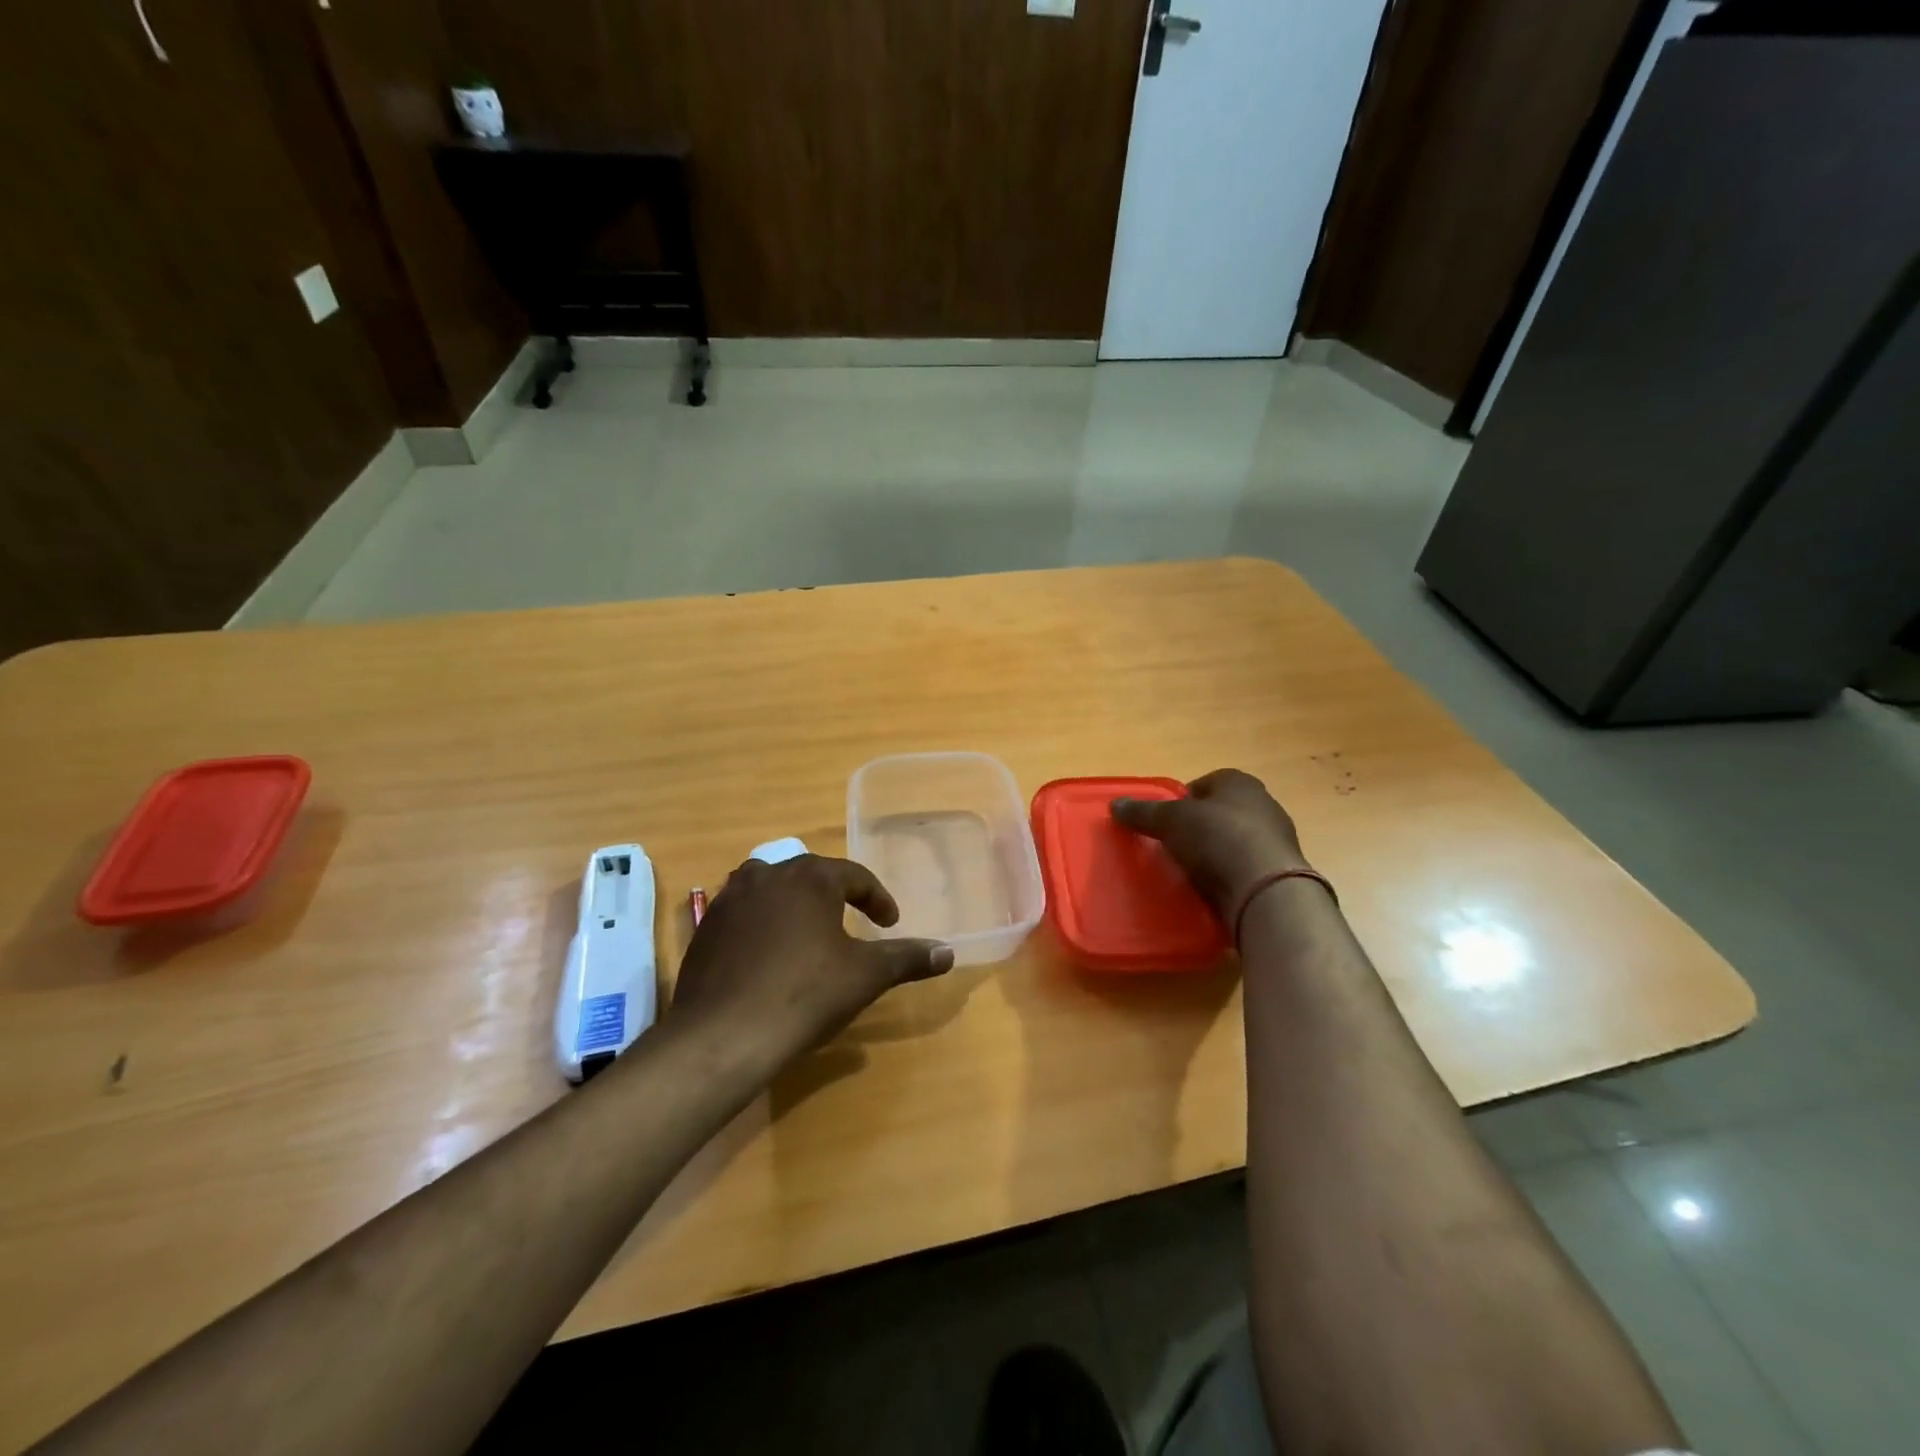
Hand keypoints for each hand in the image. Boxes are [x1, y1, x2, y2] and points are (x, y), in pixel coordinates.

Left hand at [669, 854, 952, 1064]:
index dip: (877, 898)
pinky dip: (762, 924)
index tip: (890, 922)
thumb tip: (948, 952)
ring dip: (794, 903)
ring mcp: (730, 899)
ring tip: (808, 930)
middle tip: (852, 920)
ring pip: (771, 888)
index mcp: (810, 877)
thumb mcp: (865, 976)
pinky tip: (768, 955)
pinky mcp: (705, 927)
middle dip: (835, 895)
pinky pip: (743, 913)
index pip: (854, 876)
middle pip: (810, 875)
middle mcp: (768, 874)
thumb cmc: (805, 995)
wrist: (723, 1035)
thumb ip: (907, 958)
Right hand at [1111, 769, 1310, 918]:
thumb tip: (1115, 804)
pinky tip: (1212, 890)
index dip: (1181, 801)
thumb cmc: (1217, 838)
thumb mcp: (1169, 821)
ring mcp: (1276, 839)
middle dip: (1198, 828)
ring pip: (1235, 841)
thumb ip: (1143, 812)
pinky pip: (1245, 869)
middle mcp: (1263, 804)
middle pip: (1220, 813)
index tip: (1164, 822)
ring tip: (1189, 872)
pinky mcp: (1280, 873)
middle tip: (1173, 846)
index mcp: (1239, 782)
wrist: (1265, 889)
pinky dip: (1229, 877)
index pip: (1204, 784)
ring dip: (1215, 854)